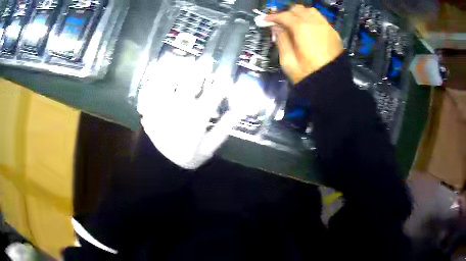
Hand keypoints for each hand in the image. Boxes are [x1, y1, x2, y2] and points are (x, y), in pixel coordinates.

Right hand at [265, 5, 343, 83]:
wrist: (333, 86)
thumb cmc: (308, 76)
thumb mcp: (288, 61)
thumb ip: (281, 40)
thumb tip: (276, 27)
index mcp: (302, 29)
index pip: (284, 16)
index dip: (273, 17)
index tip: (265, 20)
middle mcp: (316, 23)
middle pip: (298, 9)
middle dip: (286, 14)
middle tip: (280, 23)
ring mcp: (327, 27)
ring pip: (311, 11)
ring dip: (300, 14)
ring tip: (294, 24)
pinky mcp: (334, 34)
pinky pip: (320, 19)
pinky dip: (311, 19)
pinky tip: (308, 29)